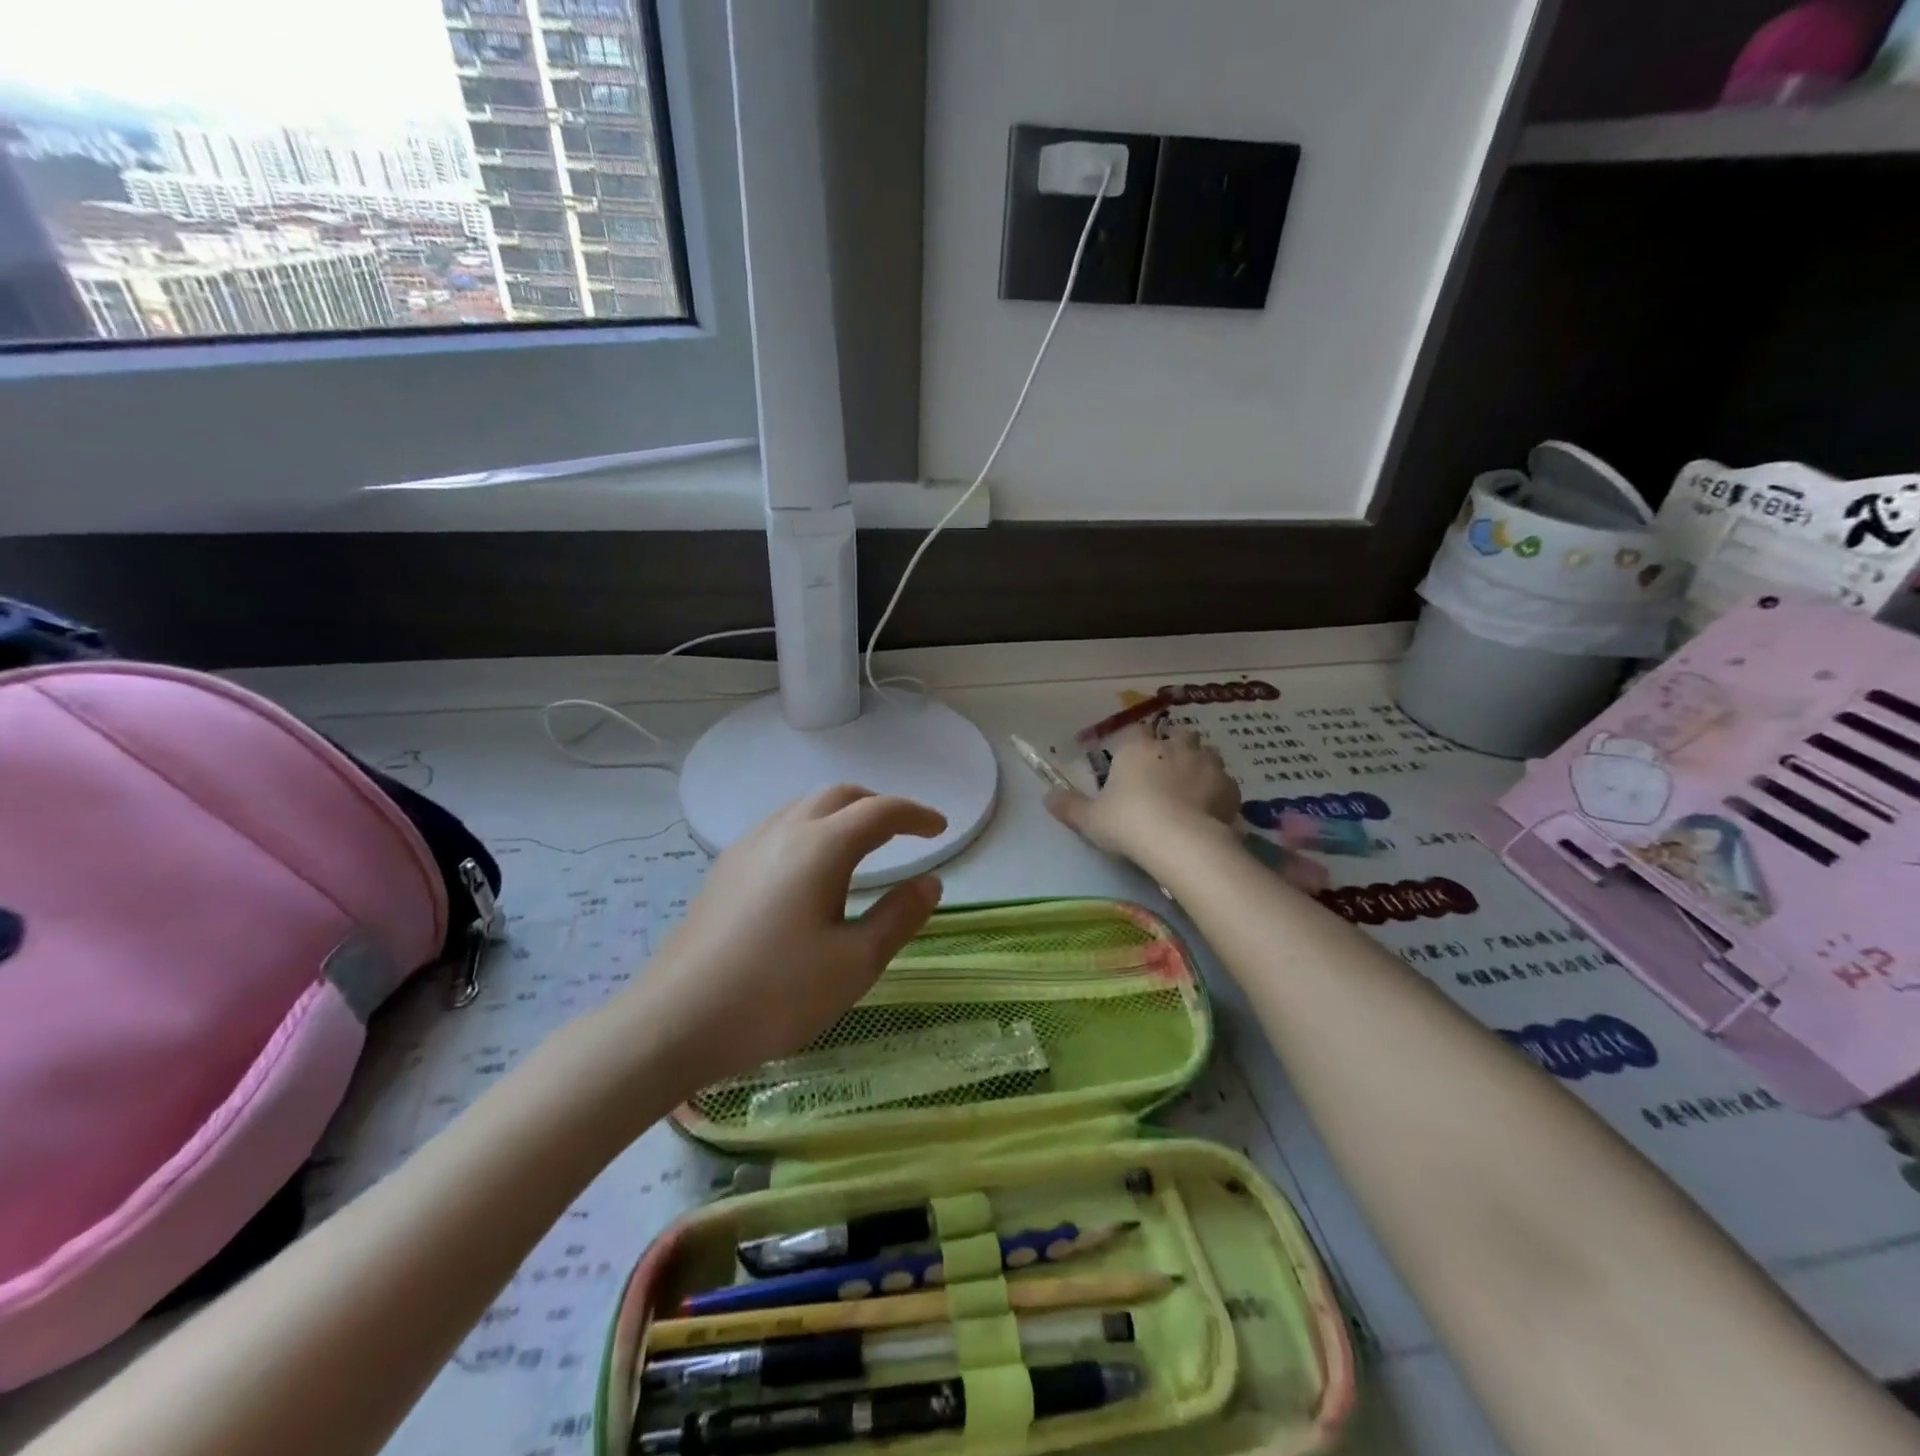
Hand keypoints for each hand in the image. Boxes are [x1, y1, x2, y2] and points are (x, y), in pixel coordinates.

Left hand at [628, 786, 946, 1089]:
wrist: (675, 1021)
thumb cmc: (776, 994)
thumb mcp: (854, 963)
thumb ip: (898, 917)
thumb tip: (930, 882)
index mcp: (821, 847)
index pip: (879, 811)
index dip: (915, 814)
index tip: (940, 828)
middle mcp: (783, 831)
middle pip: (840, 796)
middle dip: (878, 806)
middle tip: (904, 834)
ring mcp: (747, 847)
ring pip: (805, 808)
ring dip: (841, 815)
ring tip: (860, 849)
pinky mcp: (724, 869)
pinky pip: (779, 828)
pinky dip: (811, 830)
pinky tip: (809, 871)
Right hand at [1047, 725, 1240, 861]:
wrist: (1180, 843)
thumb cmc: (1129, 823)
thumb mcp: (1090, 819)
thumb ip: (1069, 806)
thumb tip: (1047, 797)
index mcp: (1138, 747)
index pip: (1137, 730)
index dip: (1136, 743)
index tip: (1133, 760)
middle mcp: (1174, 746)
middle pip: (1177, 735)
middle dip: (1173, 748)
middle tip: (1165, 774)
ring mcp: (1207, 763)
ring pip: (1205, 754)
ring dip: (1199, 766)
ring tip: (1190, 791)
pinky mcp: (1230, 786)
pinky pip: (1224, 782)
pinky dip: (1218, 791)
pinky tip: (1210, 810)